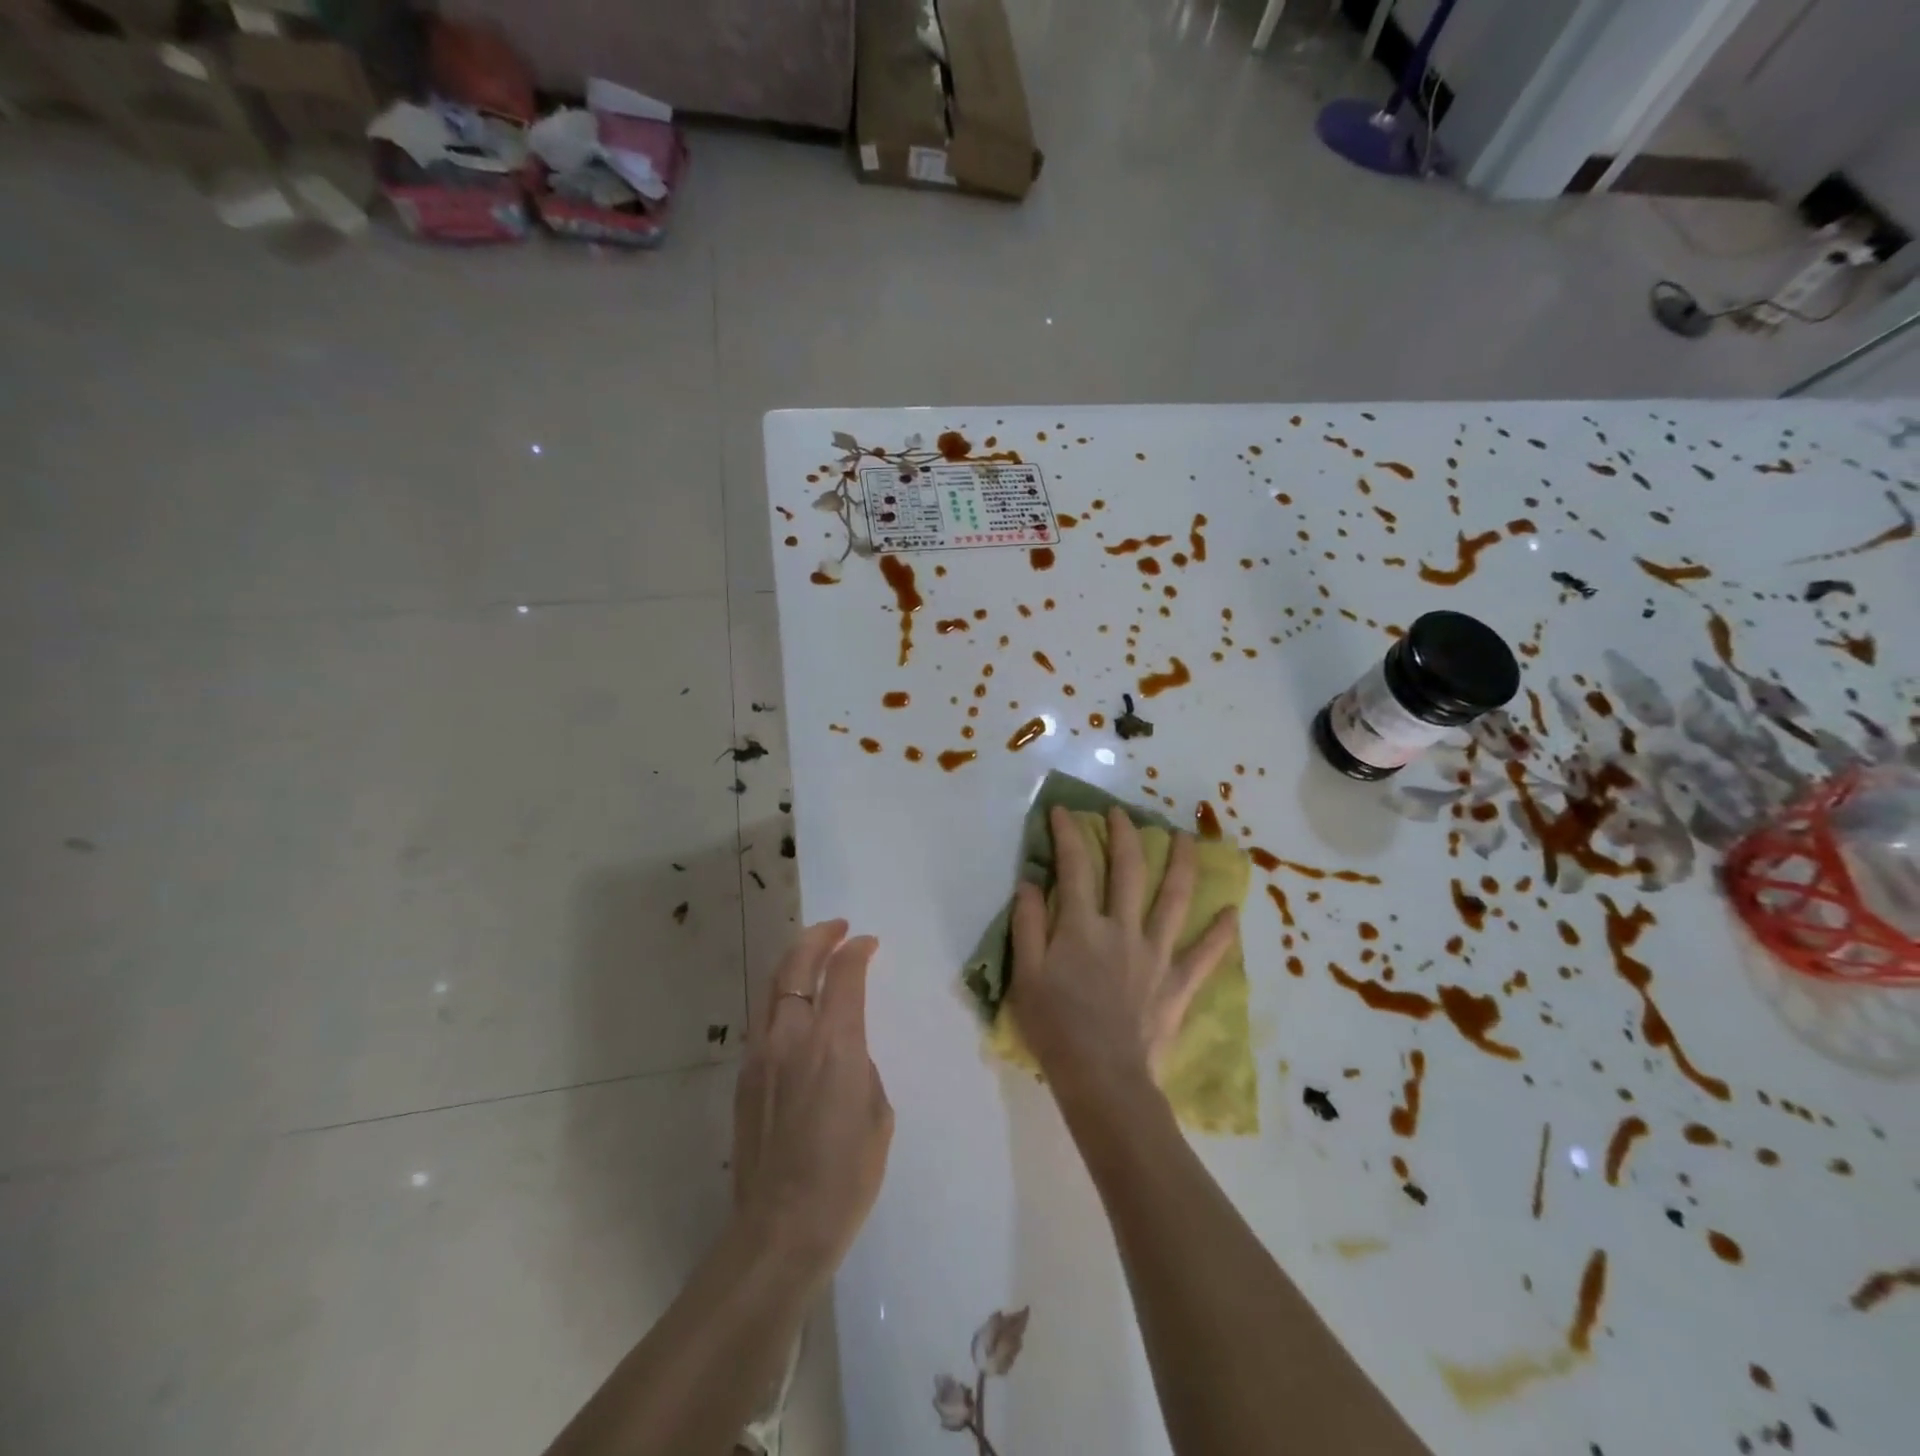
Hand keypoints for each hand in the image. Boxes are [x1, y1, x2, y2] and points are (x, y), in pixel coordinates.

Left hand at [731, 921, 893, 1287]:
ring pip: (773, 988)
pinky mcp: (744, 1078)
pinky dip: (783, 1000)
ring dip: (794, 963)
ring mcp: (761, 1055)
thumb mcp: (878, 1115)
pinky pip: (764, 1021)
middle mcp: (792, 1036)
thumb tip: (846, 1053)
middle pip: (797, 964)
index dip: (857, 950)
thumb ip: (862, 1068)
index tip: (868, 943)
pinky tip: (795, 1012)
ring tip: (813, 957)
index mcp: (834, 1043)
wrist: (780, 1232)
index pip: (844, 974)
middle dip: (818, 937)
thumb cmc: (845, 1177)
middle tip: (837, 929)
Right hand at [1009, 806, 1238, 1104]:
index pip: (1075, 867)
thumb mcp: (1025, 975)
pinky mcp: (1177, 982)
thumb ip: (1028, 925)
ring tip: (1185, 838)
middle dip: (1125, 835)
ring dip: (1181, 864)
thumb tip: (1031, 882)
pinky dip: (1220, 933)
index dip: (1069, 834)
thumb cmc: (1056, 1028)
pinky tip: (1232, 912)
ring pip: (1173, 899)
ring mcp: (1156, 954)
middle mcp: (1122, 929)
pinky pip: (1205, 954)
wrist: (1103, 1079)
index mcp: (1082, 926)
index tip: (1064, 811)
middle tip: (1122, 813)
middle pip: (1128, 870)